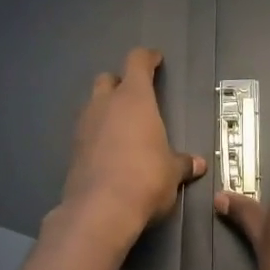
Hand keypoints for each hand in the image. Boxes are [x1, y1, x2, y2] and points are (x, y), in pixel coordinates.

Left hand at [60, 48, 204, 247]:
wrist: (100, 211)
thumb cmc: (146, 179)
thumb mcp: (172, 172)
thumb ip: (182, 164)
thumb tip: (197, 164)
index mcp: (134, 98)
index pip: (137, 62)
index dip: (147, 58)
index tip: (156, 60)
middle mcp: (105, 105)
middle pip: (107, 79)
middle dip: (120, 83)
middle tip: (136, 97)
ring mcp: (84, 126)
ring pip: (93, 104)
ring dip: (106, 109)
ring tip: (123, 126)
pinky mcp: (72, 150)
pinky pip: (86, 131)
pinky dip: (97, 134)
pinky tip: (110, 151)